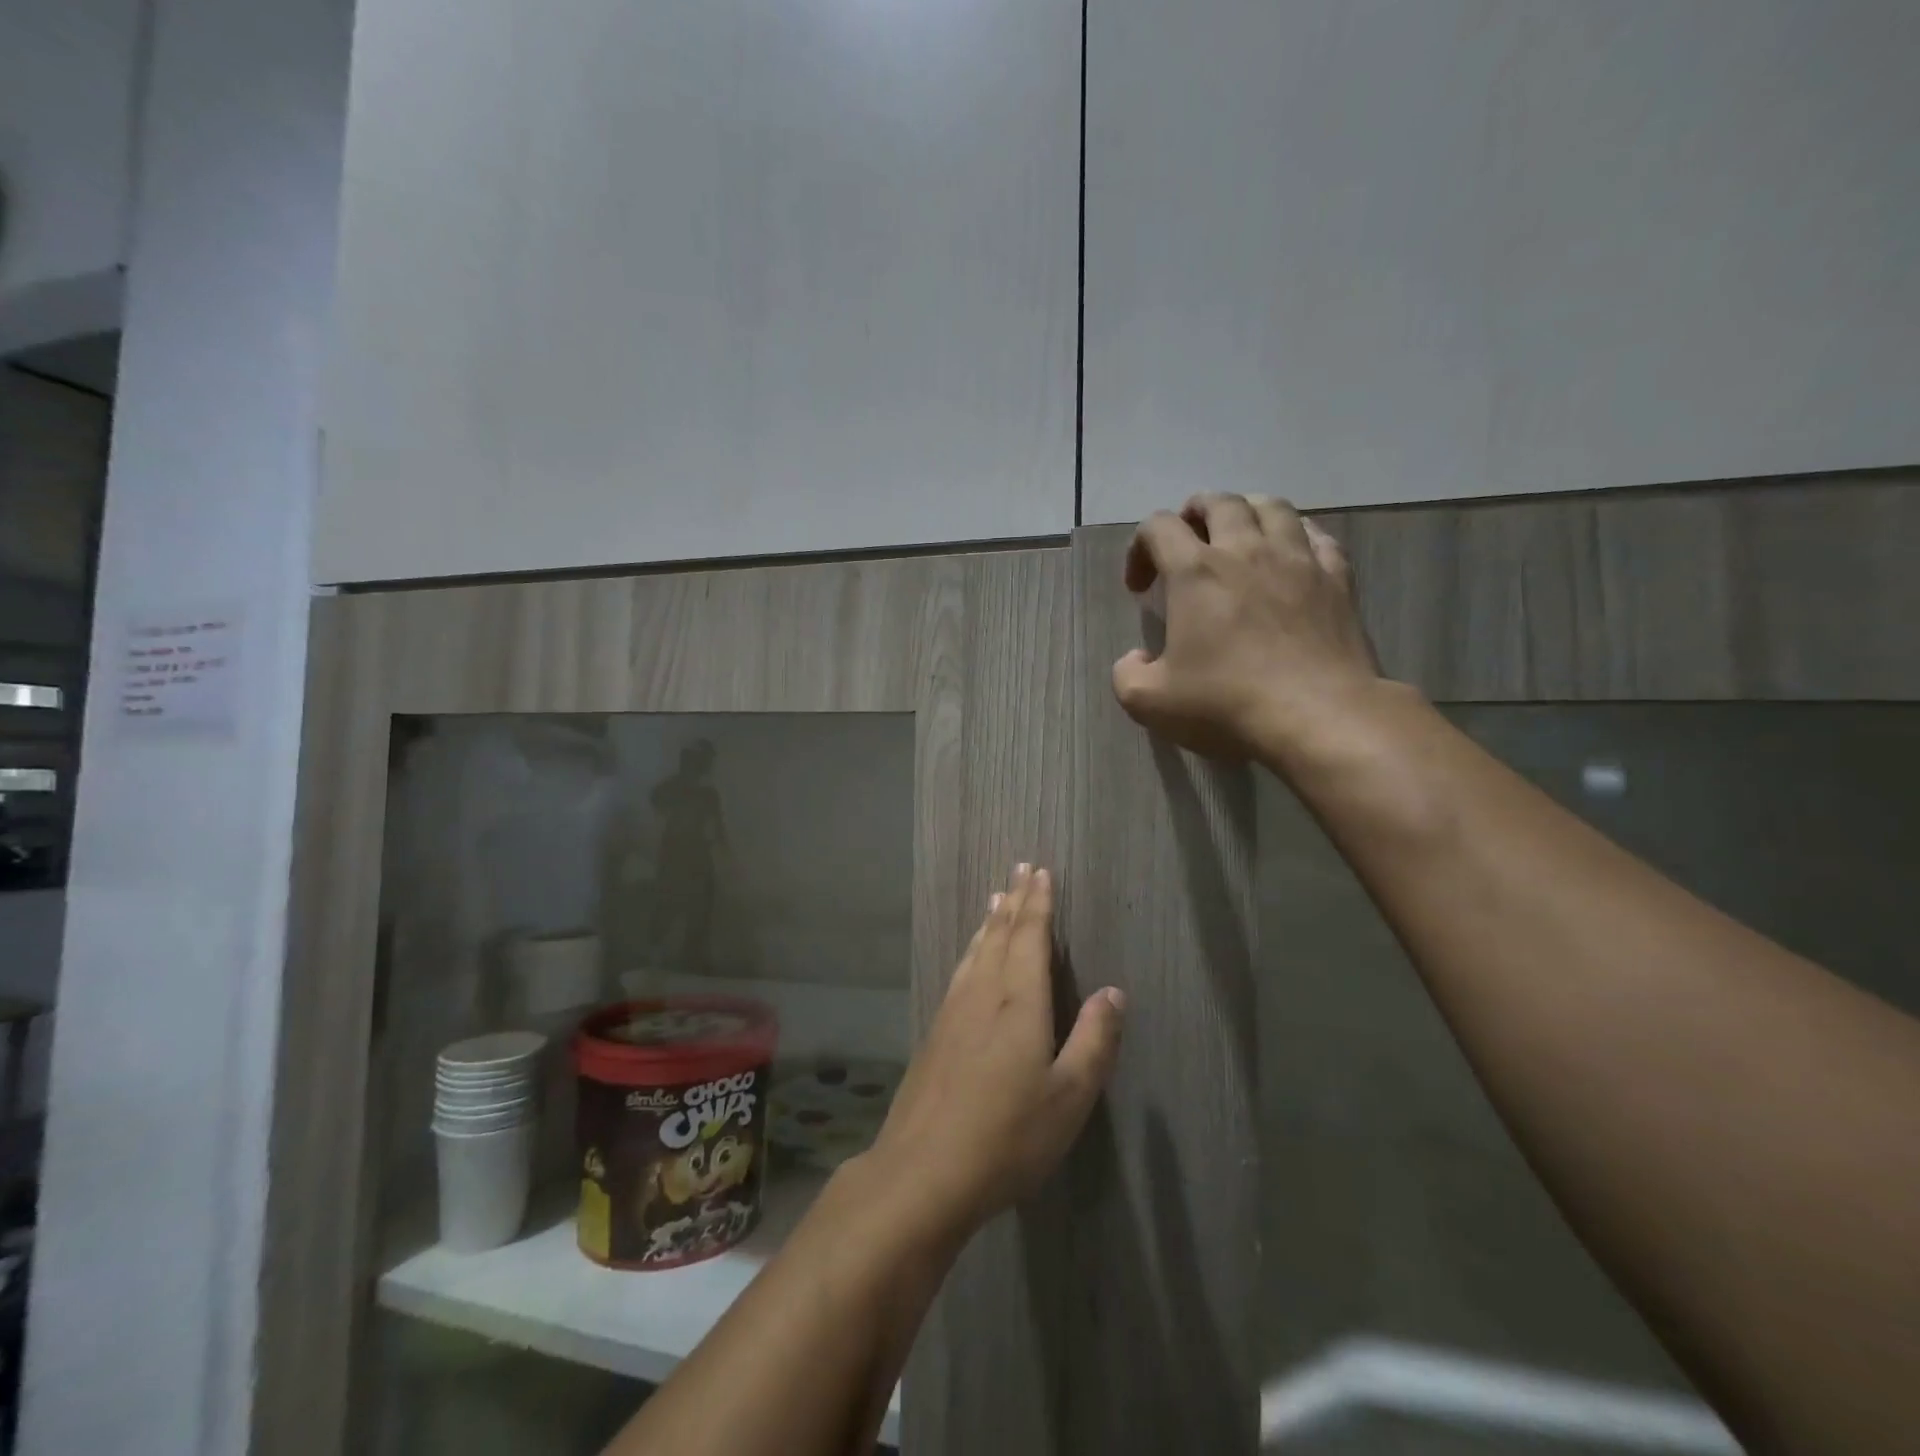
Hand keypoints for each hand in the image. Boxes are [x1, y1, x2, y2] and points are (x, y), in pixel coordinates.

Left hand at [868, 865, 1123, 1239]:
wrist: (923, 1170)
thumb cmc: (1008, 1136)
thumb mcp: (1069, 1097)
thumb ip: (1093, 1041)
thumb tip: (1112, 992)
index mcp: (1018, 1002)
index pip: (1029, 937)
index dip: (1038, 903)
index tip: (1041, 872)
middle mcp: (983, 993)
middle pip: (1000, 934)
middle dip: (1013, 900)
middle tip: (1019, 868)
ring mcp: (953, 1011)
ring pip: (976, 951)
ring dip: (990, 921)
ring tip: (996, 899)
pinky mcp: (935, 1032)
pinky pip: (961, 971)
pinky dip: (972, 950)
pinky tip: (971, 958)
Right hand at [1112, 493, 1384, 761]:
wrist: (1318, 716)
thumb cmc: (1227, 703)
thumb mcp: (1150, 702)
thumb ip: (1127, 675)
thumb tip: (1136, 658)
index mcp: (1195, 572)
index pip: (1158, 526)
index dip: (1139, 547)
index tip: (1140, 587)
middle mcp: (1245, 550)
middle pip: (1219, 502)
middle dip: (1194, 514)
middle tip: (1187, 542)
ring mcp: (1297, 559)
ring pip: (1272, 507)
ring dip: (1247, 512)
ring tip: (1239, 534)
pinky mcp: (1337, 578)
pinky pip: (1318, 535)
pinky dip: (1297, 535)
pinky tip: (1291, 554)